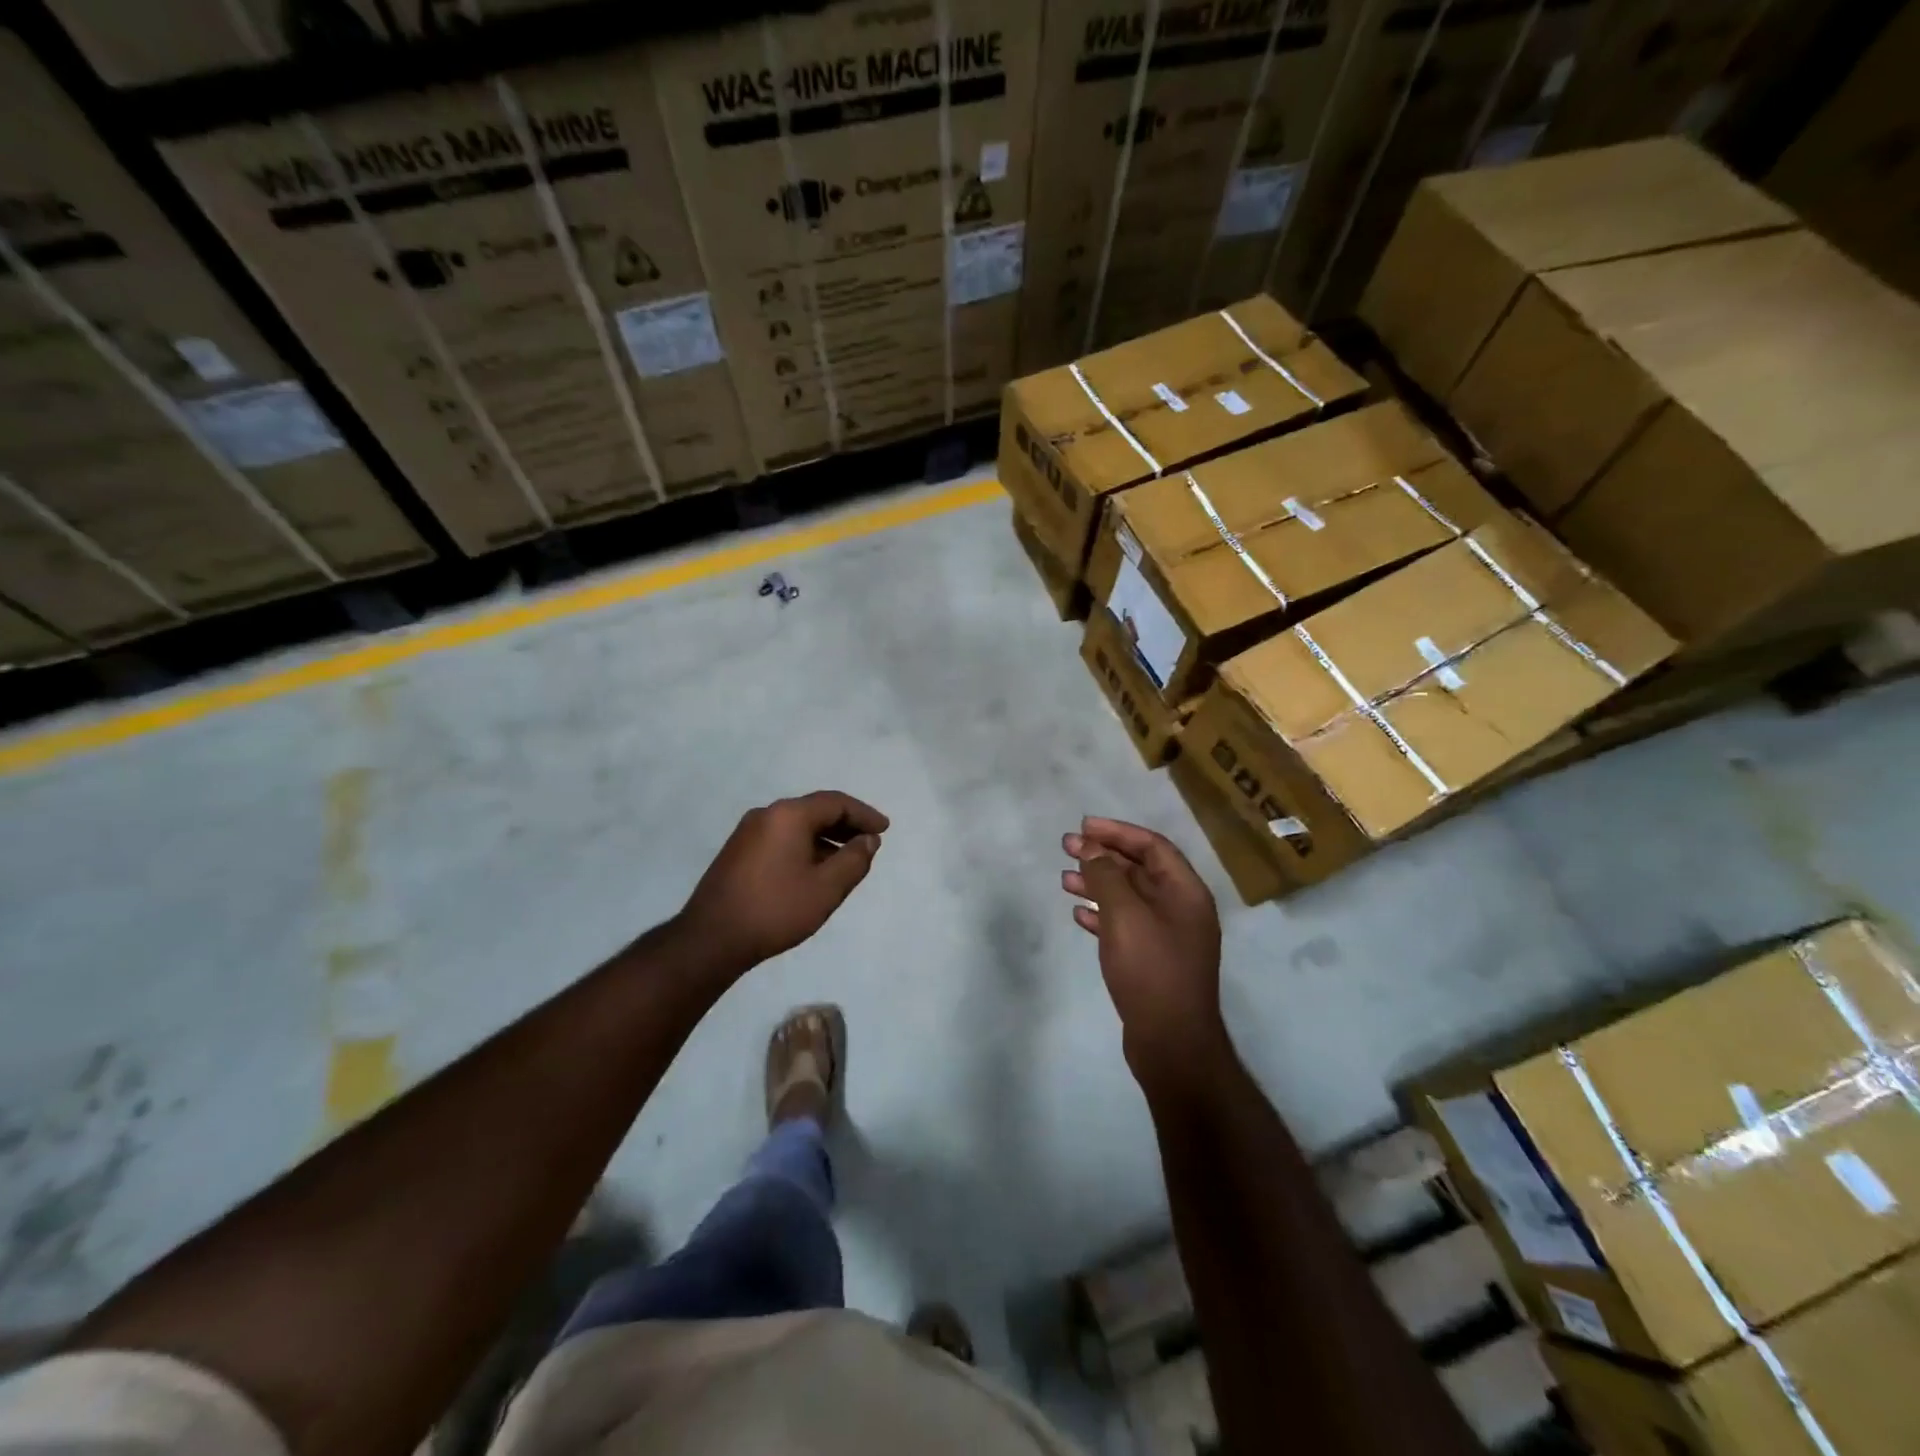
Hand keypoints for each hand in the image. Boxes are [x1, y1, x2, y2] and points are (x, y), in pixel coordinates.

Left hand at [678, 791, 887, 972]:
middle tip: (870, 841)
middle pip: (815, 810)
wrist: (711, 939)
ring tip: (846, 860)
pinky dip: (805, 846)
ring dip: (825, 838)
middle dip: (846, 824)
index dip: (864, 814)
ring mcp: (747, 832)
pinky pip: (781, 838)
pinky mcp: (737, 852)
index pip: (835, 802)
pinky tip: (814, 870)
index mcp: (788, 815)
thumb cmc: (775, 909)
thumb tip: (868, 840)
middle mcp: (766, 814)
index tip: (885, 829)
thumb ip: (854, 860)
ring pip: (797, 826)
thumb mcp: (826, 888)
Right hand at [1062, 818, 1224, 1081]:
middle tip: (1067, 847)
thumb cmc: (1151, 970)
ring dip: (1098, 884)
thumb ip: (1107, 877)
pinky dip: (1101, 915)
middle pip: (1139, 869)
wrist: (1171, 1043)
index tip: (1084, 827)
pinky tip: (1078, 915)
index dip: (1118, 832)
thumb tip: (1092, 849)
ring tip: (1064, 879)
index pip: (1153, 846)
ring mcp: (1167, 937)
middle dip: (1103, 856)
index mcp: (1186, 892)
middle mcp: (1181, 909)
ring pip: (1129, 898)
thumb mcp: (1125, 915)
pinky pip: (1125, 925)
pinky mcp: (1152, 961)